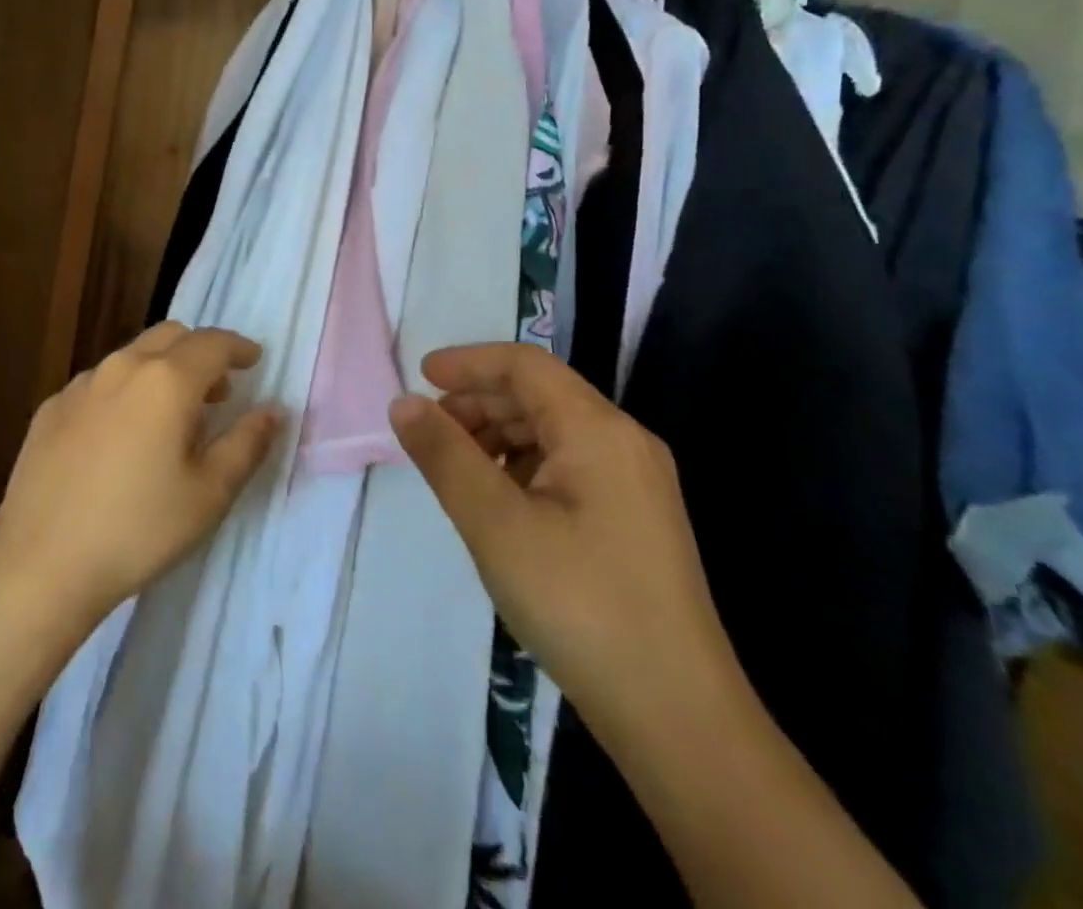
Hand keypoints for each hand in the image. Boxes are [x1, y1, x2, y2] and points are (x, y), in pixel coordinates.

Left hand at [0, 322, 277, 622]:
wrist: (40, 563)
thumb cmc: (138, 528)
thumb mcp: (209, 494)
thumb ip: (247, 443)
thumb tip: (272, 410)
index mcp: (167, 380)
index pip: (213, 343)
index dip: (239, 347)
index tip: (254, 359)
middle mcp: (122, 367)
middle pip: (171, 336)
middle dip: (200, 352)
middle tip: (217, 390)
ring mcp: (81, 385)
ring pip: (132, 356)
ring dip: (161, 369)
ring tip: (170, 414)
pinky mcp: (51, 408)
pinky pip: (100, 382)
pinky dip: (125, 391)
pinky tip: (121, 435)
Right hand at [390, 344, 741, 743]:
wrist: (678, 720)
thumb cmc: (579, 605)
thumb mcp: (496, 525)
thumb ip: (445, 455)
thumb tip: (404, 403)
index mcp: (598, 430)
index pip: (525, 365)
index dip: (469, 362)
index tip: (420, 375)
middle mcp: (624, 443)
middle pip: (540, 395)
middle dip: (479, 401)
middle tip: (429, 429)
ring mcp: (636, 484)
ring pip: (553, 432)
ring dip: (498, 435)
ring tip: (455, 466)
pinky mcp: (634, 520)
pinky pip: (568, 467)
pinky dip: (523, 466)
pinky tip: (498, 501)